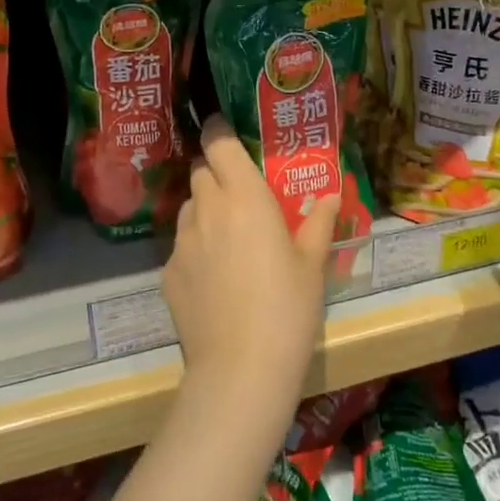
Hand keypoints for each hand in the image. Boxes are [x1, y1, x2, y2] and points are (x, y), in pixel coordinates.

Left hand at [165, 117, 338, 410]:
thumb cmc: (288, 307)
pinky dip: (196, 249)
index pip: (218, 142)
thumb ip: (319, 222)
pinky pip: (181, 246)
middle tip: (240, 194)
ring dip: (205, 209)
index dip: (219, 130)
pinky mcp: (168, 273)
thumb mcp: (312, 264)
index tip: (228, 133)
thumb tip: (331, 195)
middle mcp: (207, 209)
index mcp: (244, 196)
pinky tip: (215, 279)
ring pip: (189, 207)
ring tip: (228, 238)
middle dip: (216, 172)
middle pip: (201, 170)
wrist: (241, 369)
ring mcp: (182, 242)